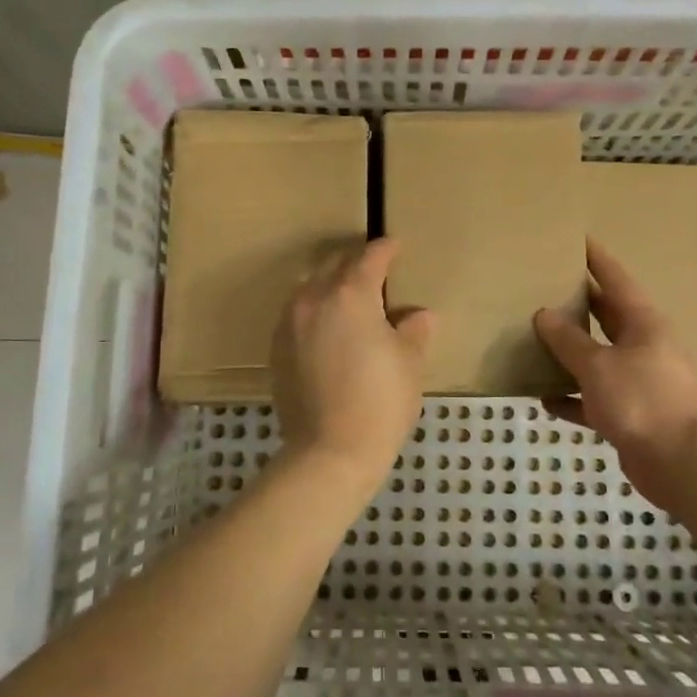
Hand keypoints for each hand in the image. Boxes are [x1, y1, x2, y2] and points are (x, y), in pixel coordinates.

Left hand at [272, 238, 434, 488]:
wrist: (330, 451)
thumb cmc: (380, 402)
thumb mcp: (409, 363)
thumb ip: (414, 331)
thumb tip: (419, 315)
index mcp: (350, 295)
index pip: (369, 259)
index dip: (386, 249)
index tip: (395, 245)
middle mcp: (314, 299)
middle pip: (333, 266)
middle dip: (354, 262)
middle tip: (374, 269)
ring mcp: (289, 324)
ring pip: (309, 288)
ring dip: (329, 284)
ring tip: (348, 297)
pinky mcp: (276, 349)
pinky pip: (296, 315)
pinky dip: (314, 311)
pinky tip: (327, 328)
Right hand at [532, 239, 696, 511]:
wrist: (684, 464)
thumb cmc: (644, 400)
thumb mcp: (599, 365)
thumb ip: (569, 341)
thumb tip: (543, 314)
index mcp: (643, 323)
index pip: (615, 279)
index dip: (596, 259)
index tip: (576, 239)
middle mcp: (643, 346)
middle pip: (606, 316)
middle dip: (578, 303)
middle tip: (543, 287)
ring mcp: (638, 381)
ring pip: (597, 358)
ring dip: (569, 352)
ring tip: (534, 338)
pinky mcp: (630, 415)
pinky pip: (592, 398)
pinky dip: (571, 397)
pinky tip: (543, 397)